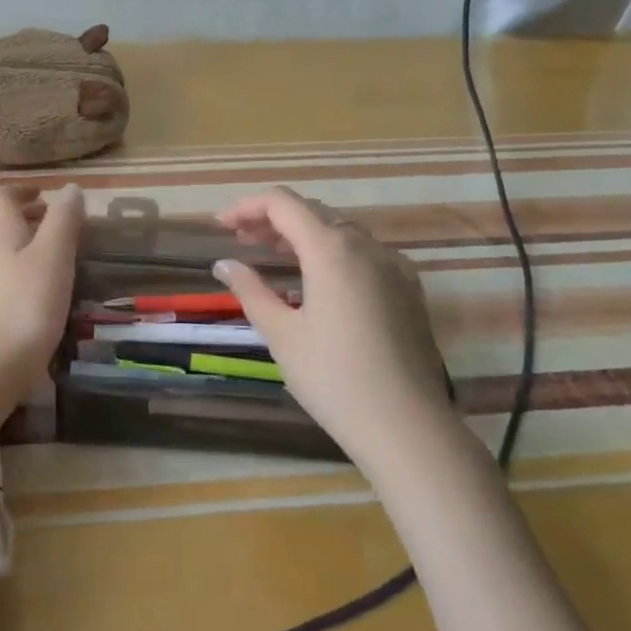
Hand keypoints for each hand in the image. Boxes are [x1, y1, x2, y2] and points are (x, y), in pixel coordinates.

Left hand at [0, 184, 84, 400]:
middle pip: (3, 225)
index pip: (0, 197)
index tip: (47, 195)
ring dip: (31, 249)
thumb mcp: (53, 257)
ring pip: (6, 254)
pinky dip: (28, 276)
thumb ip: (63, 220)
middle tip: (63, 227)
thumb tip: (70, 187)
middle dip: (31, 220)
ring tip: (63, 260)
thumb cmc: (24, 305)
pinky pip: (8, 281)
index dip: (22, 190)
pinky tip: (48, 296)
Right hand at [213, 186, 448, 449]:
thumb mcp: (281, 333)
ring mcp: (394, 266)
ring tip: (274, 257)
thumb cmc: (333, 378)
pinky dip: (332, 254)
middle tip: (242, 242)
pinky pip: (364, 254)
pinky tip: (318, 282)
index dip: (247, 207)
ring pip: (341, 232)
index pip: (282, 203)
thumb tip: (225, 264)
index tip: (221, 228)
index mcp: (331, 249)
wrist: (407, 427)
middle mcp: (367, 245)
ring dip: (303, 235)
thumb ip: (250, 290)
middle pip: (313, 213)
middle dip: (273, 220)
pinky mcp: (409, 290)